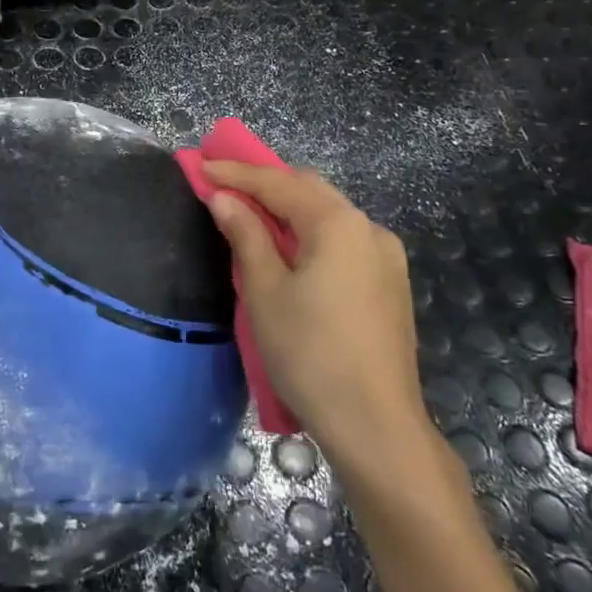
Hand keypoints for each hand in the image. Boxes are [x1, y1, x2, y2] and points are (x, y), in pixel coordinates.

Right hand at [202, 162, 430, 464]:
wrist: (376, 426)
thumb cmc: (310, 354)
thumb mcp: (265, 292)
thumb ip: (246, 235)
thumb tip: (224, 198)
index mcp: (339, 224)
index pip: (279, 183)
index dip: (237, 173)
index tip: (201, 165)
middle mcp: (369, 229)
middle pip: (310, 190)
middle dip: (266, 183)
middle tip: (223, 186)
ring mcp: (386, 258)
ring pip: (329, 215)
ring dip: (289, 208)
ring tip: (250, 215)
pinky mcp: (390, 284)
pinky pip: (343, 241)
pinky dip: (310, 233)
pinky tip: (290, 250)